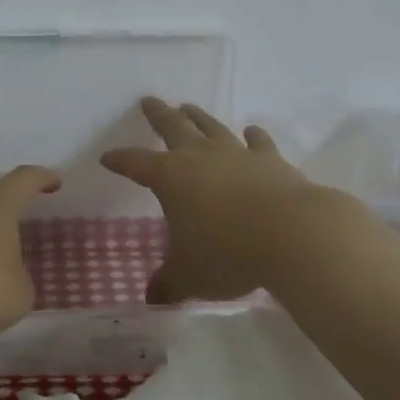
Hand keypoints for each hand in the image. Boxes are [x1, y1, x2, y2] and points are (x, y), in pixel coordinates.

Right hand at [102, 98, 347, 303]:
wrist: (293, 235)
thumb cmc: (228, 253)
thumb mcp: (190, 276)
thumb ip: (169, 283)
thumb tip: (151, 298)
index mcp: (170, 178)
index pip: (136, 163)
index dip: (120, 160)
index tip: (107, 157)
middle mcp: (200, 157)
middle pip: (173, 127)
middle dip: (158, 115)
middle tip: (149, 101)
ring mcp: (237, 154)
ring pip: (211, 127)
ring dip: (198, 117)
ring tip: (189, 108)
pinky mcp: (271, 160)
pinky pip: (257, 142)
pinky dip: (253, 135)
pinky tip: (251, 131)